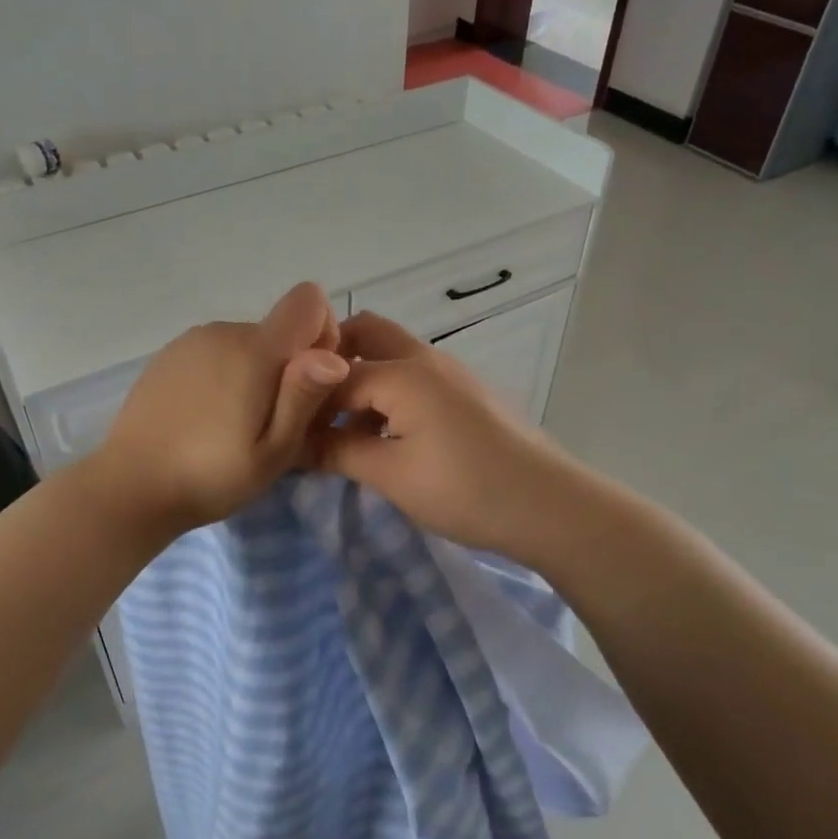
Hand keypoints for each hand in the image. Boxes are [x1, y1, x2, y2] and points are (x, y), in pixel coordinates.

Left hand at [87, 283, 351, 537]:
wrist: (130, 486)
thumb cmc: (211, 476)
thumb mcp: (273, 451)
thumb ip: (304, 397)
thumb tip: (336, 355)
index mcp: (254, 350)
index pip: (307, 301)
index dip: (323, 332)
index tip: (311, 379)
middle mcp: (223, 331)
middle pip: (277, 330)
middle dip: (287, 366)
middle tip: (271, 424)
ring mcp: (191, 340)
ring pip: (246, 343)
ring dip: (253, 372)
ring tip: (234, 425)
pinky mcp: (168, 355)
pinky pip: (215, 352)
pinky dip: (223, 374)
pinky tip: (205, 417)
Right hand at [310, 311, 582, 558]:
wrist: (550, 506)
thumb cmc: (465, 489)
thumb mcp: (392, 475)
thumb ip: (339, 451)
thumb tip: (295, 444)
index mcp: (402, 371)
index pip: (333, 375)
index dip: (306, 404)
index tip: (287, 431)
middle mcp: (425, 357)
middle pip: (365, 332)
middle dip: (332, 361)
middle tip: (313, 407)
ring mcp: (451, 371)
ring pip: (391, 353)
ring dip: (362, 377)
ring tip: (346, 430)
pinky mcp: (466, 391)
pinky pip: (414, 374)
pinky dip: (389, 391)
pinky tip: (386, 436)